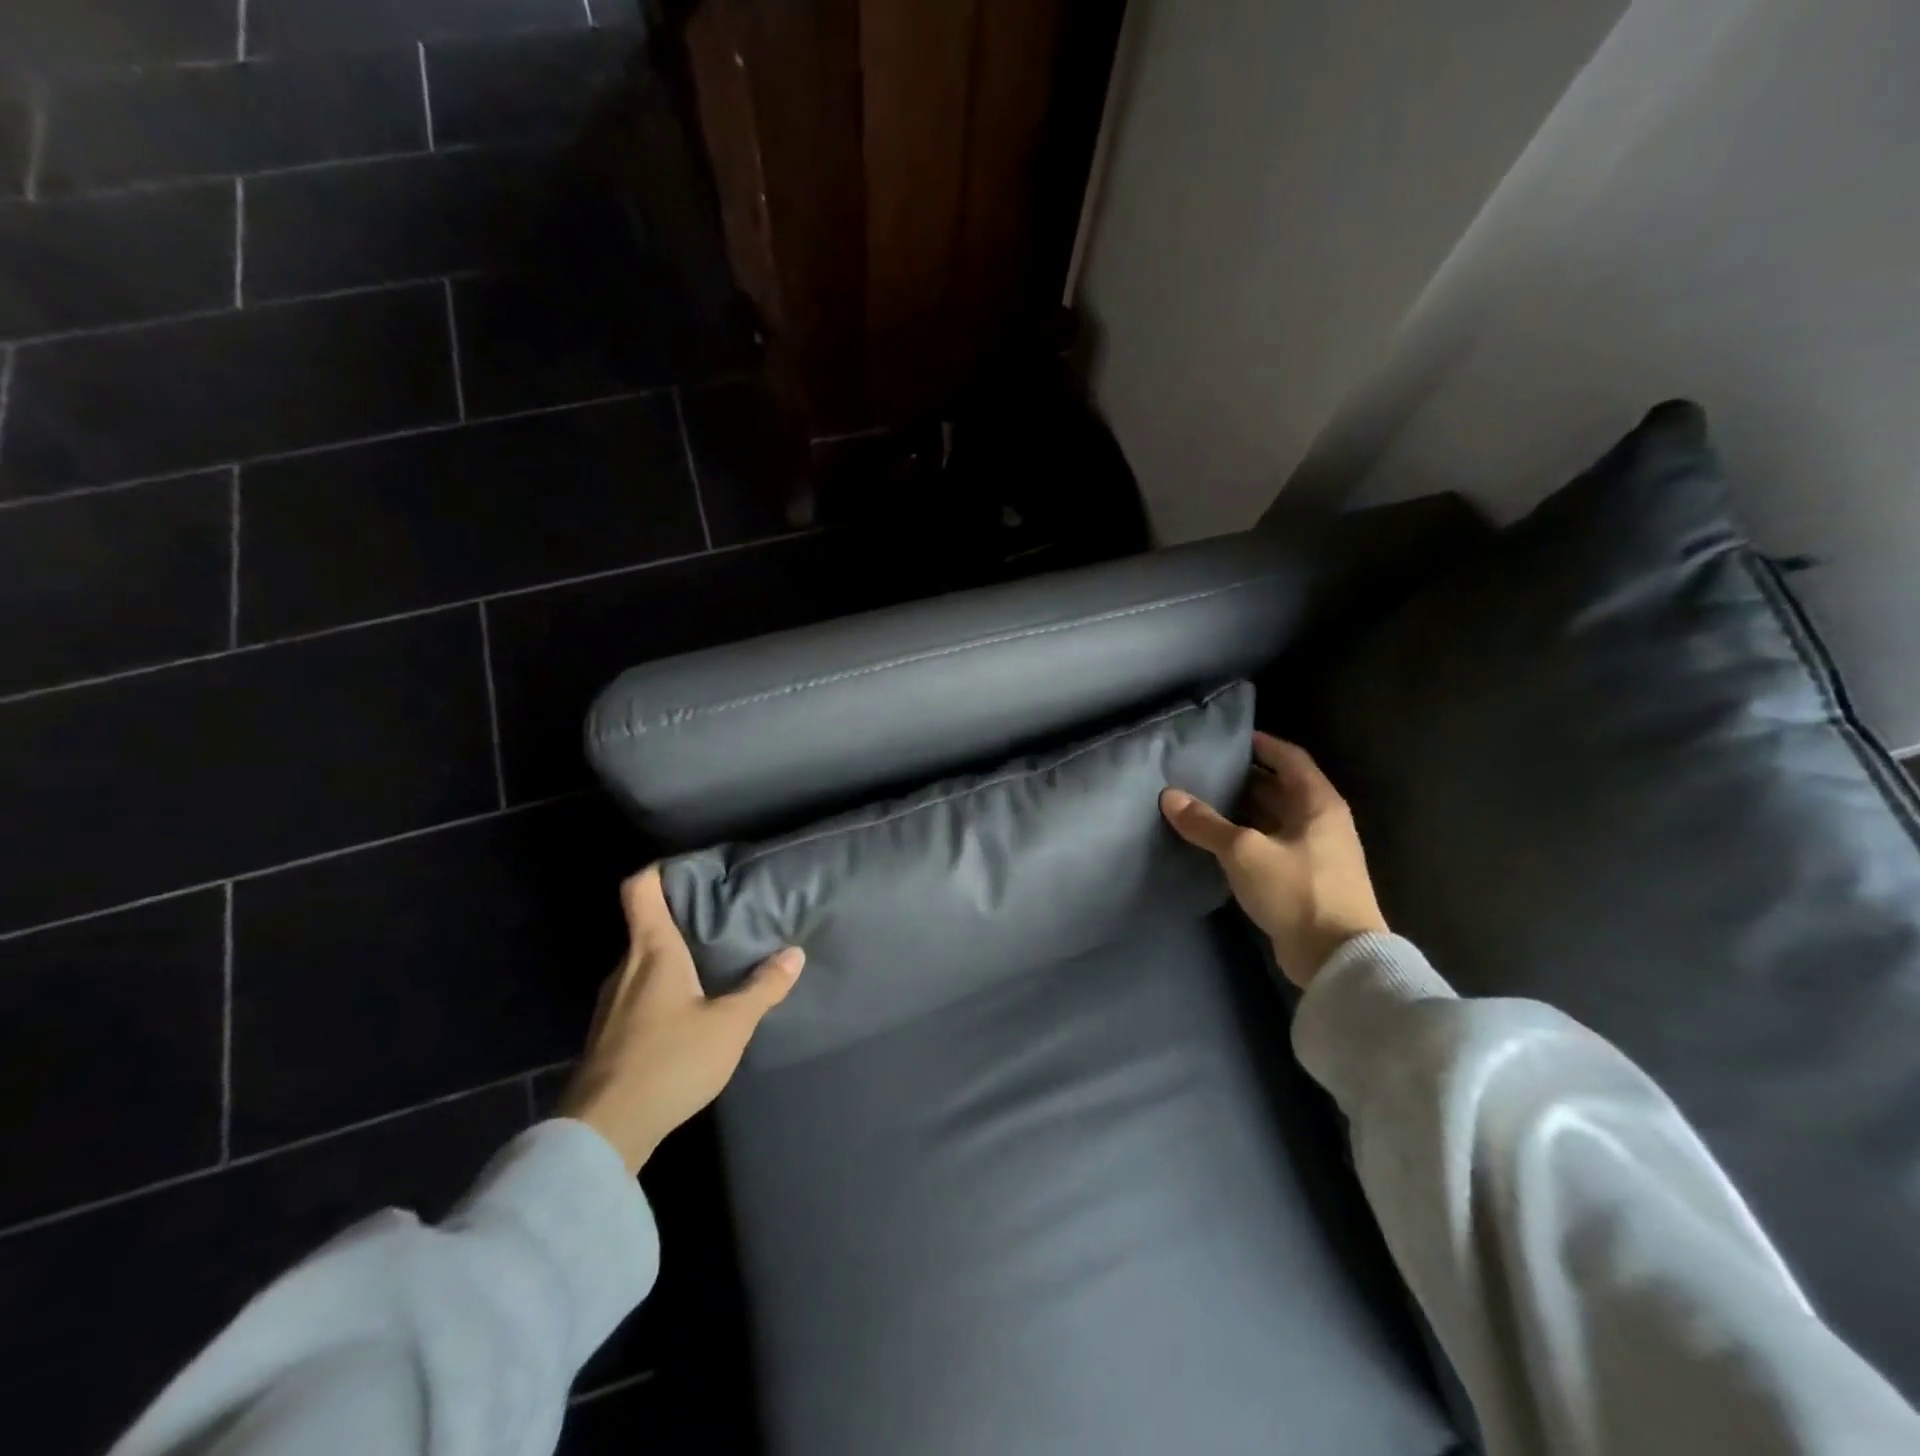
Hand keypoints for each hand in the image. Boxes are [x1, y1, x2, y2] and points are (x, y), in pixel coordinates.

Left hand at [560, 867, 802, 1172]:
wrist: (603, 1133)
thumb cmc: (669, 1061)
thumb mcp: (730, 1025)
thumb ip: (763, 988)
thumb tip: (794, 953)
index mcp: (652, 951)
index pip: (640, 889)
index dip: (659, 872)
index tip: (689, 871)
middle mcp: (625, 968)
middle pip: (646, 927)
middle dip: (680, 920)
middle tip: (720, 922)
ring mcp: (609, 1004)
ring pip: (642, 965)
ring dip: (672, 961)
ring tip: (710, 967)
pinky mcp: (606, 1036)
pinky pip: (637, 996)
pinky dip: (661, 992)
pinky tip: (686, 1015)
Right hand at [1160, 733, 1386, 987]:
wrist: (1337, 958)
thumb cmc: (1296, 890)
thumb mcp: (1244, 852)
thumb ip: (1206, 823)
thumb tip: (1170, 796)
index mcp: (1317, 803)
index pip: (1289, 759)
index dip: (1262, 744)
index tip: (1231, 738)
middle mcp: (1321, 822)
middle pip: (1281, 789)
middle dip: (1245, 779)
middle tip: (1205, 771)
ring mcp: (1316, 853)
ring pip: (1274, 819)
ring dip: (1243, 810)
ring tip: (1203, 802)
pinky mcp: (1306, 881)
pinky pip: (1272, 846)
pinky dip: (1247, 838)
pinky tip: (1218, 842)